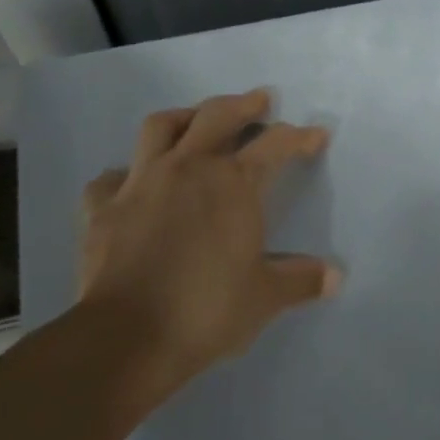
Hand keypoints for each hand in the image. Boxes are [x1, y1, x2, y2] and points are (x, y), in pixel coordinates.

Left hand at [78, 89, 339, 387]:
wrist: (127, 339)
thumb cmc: (206, 310)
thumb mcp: (265, 297)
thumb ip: (301, 280)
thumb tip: (336, 276)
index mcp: (234, 183)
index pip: (276, 144)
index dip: (300, 137)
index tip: (317, 136)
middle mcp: (189, 168)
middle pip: (217, 116)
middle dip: (243, 104)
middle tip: (259, 100)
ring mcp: (141, 183)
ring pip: (160, 127)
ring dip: (183, 118)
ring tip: (195, 120)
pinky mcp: (103, 209)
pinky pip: (111, 179)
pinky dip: (125, 175)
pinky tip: (131, 183)